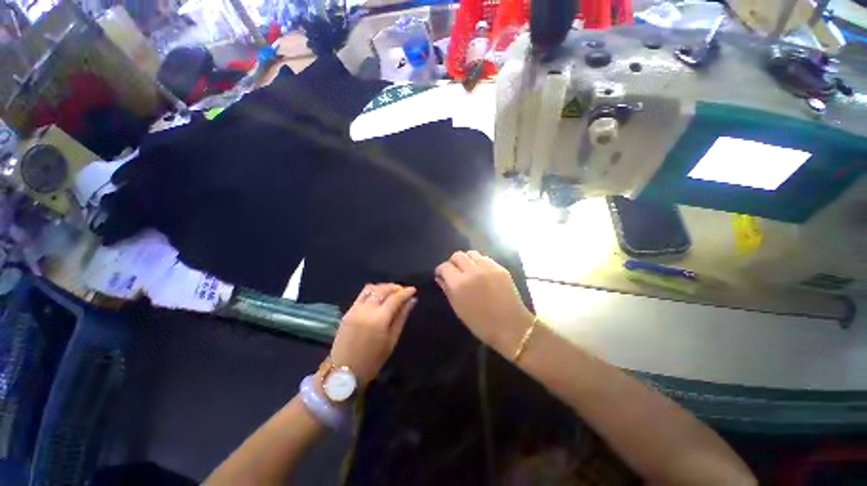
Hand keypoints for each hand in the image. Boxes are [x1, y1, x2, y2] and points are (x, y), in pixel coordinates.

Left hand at [326, 283, 416, 385]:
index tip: (413, 289)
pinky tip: (379, 297)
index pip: (395, 298)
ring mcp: (355, 309)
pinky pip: (362, 294)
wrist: (344, 372)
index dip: (406, 292)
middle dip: (395, 287)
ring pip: (371, 289)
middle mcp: (366, 310)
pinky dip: (373, 291)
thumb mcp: (392, 340)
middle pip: (383, 290)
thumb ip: (402, 317)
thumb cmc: (373, 360)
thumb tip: (412, 300)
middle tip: (404, 290)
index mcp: (379, 319)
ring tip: (392, 292)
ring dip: (383, 287)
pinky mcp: (348, 311)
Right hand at [435, 251, 534, 353]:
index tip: (441, 275)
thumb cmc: (480, 323)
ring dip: (466, 259)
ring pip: (471, 253)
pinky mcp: (499, 268)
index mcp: (459, 284)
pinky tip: (481, 272)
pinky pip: (485, 258)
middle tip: (454, 271)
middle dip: (453, 262)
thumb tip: (440, 278)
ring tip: (468, 269)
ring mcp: (487, 268)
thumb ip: (447, 290)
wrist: (510, 326)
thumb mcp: (459, 309)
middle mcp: (472, 271)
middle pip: (457, 255)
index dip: (441, 270)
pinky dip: (479, 262)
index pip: (445, 267)